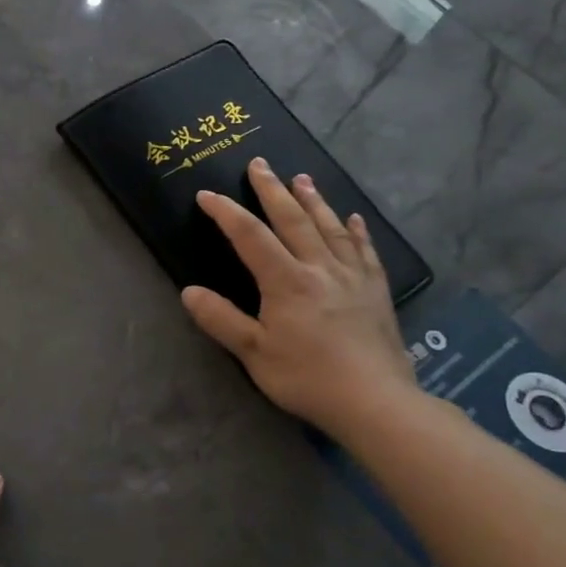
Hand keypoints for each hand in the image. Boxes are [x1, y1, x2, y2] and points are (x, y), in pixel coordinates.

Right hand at [179, 157, 418, 438]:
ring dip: (312, 200)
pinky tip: (353, 218)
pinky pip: (364, 250)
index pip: (250, 236)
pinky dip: (355, 230)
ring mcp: (353, 277)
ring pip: (330, 227)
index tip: (207, 195)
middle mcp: (320, 268)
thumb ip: (221, 319)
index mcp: (287, 281)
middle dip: (272, 190)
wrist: (376, 402)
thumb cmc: (307, 378)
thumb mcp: (253, 353)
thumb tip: (189, 291)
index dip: (226, 212)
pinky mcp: (375, 291)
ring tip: (301, 178)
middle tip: (259, 164)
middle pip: (293, 220)